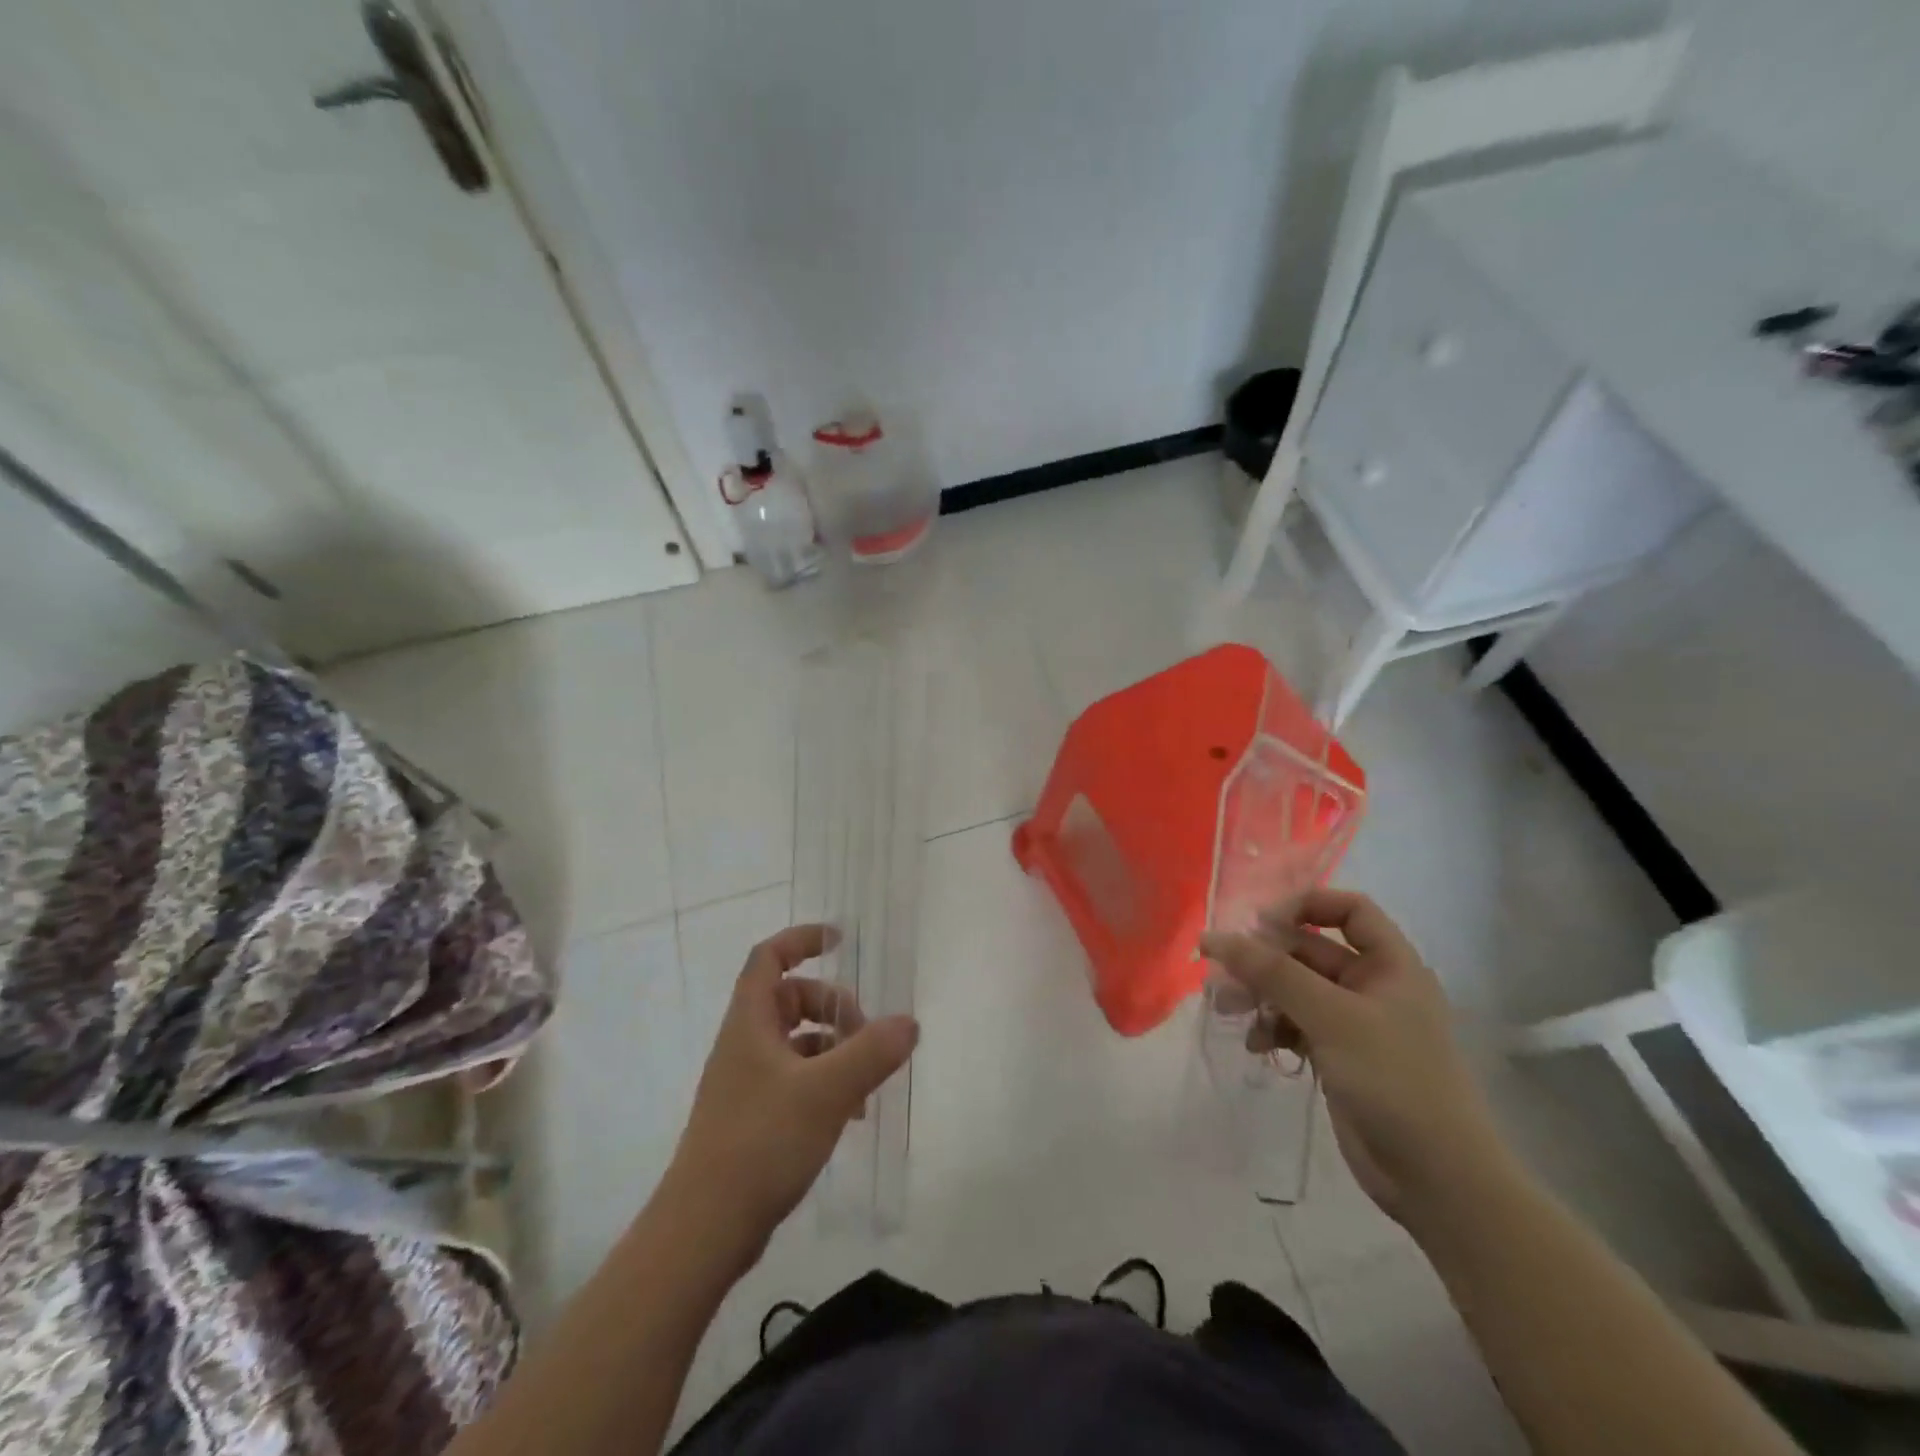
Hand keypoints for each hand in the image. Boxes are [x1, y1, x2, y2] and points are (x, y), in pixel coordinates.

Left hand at [665, 925, 918, 1268]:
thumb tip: (909, 1023)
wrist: (703, 1230)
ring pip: (796, 1042)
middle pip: (791, 999)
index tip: (841, 940)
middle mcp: (744, 1044)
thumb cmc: (760, 1143)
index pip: (769, 957)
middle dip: (833, 1006)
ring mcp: (746, 1082)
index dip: (802, 939)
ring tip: (867, 1081)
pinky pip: (795, 1079)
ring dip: (834, 1048)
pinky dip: (825, 1082)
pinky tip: (850, 1113)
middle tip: (867, 1033)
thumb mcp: (825, 1092)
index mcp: (750, 1023)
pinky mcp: (752, 1118)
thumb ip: (871, 1053)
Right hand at [1200, 890, 1513, 1229]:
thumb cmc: (1394, 1080)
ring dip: (1260, 994)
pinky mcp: (1338, 1056)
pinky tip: (1255, 1044)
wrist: (1437, 1180)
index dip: (1304, 906)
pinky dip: (1272, 1028)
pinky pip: (1296, 1024)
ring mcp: (1355, 1024)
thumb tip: (1213, 937)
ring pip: (1296, 989)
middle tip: (1223, 973)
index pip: (1349, 910)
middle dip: (1265, 959)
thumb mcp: (1331, 1017)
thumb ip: (1271, 972)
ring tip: (1227, 1008)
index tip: (1259, 925)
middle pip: (1310, 950)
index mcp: (1391, 965)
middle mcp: (1373, 986)